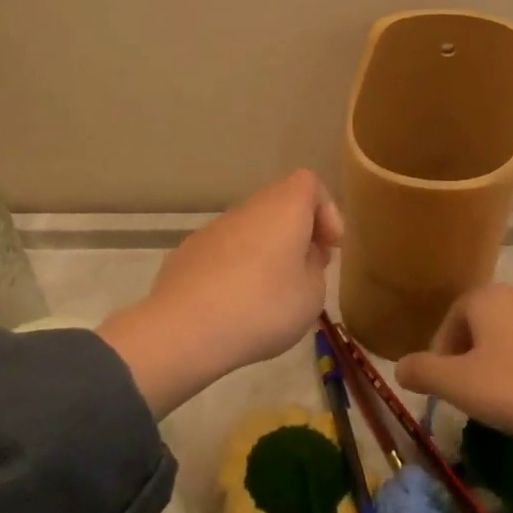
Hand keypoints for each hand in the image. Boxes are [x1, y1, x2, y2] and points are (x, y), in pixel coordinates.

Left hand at [101, 169, 342, 417]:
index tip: (328, 246)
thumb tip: (302, 257)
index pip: (310, 183)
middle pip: (279, 205)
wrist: (184, 330)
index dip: (325, 210)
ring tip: (270, 295)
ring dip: (266, 252)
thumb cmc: (262, 307)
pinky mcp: (187, 253)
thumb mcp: (312, 296)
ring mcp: (212, 229)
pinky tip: (234, 305)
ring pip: (250, 229)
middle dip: (296, 234)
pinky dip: (236, 268)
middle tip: (305, 272)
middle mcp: (247, 208)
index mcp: (283, 207)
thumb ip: (314, 269)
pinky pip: (223, 252)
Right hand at [395, 282, 512, 512]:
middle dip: (473, 355)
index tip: (445, 385)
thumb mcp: (457, 385)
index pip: (453, 318)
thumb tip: (398, 367)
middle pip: (485, 323)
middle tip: (473, 393)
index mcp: (488, 297)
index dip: (442, 352)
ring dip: (506, 361)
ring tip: (508, 399)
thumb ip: (422, 372)